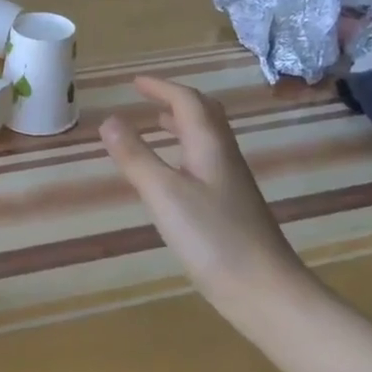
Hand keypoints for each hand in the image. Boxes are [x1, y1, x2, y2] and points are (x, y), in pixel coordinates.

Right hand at [100, 78, 314, 322]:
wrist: (263, 289)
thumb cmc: (212, 237)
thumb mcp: (163, 194)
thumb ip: (135, 156)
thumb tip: (109, 120)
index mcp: (210, 146)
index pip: (187, 102)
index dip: (160, 87)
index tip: (133, 82)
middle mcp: (224, 157)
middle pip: (204, 115)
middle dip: (175, 100)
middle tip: (146, 98)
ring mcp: (231, 183)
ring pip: (206, 139)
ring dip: (181, 125)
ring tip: (155, 125)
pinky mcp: (230, 207)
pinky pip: (205, 162)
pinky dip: (184, 152)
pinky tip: (172, 174)